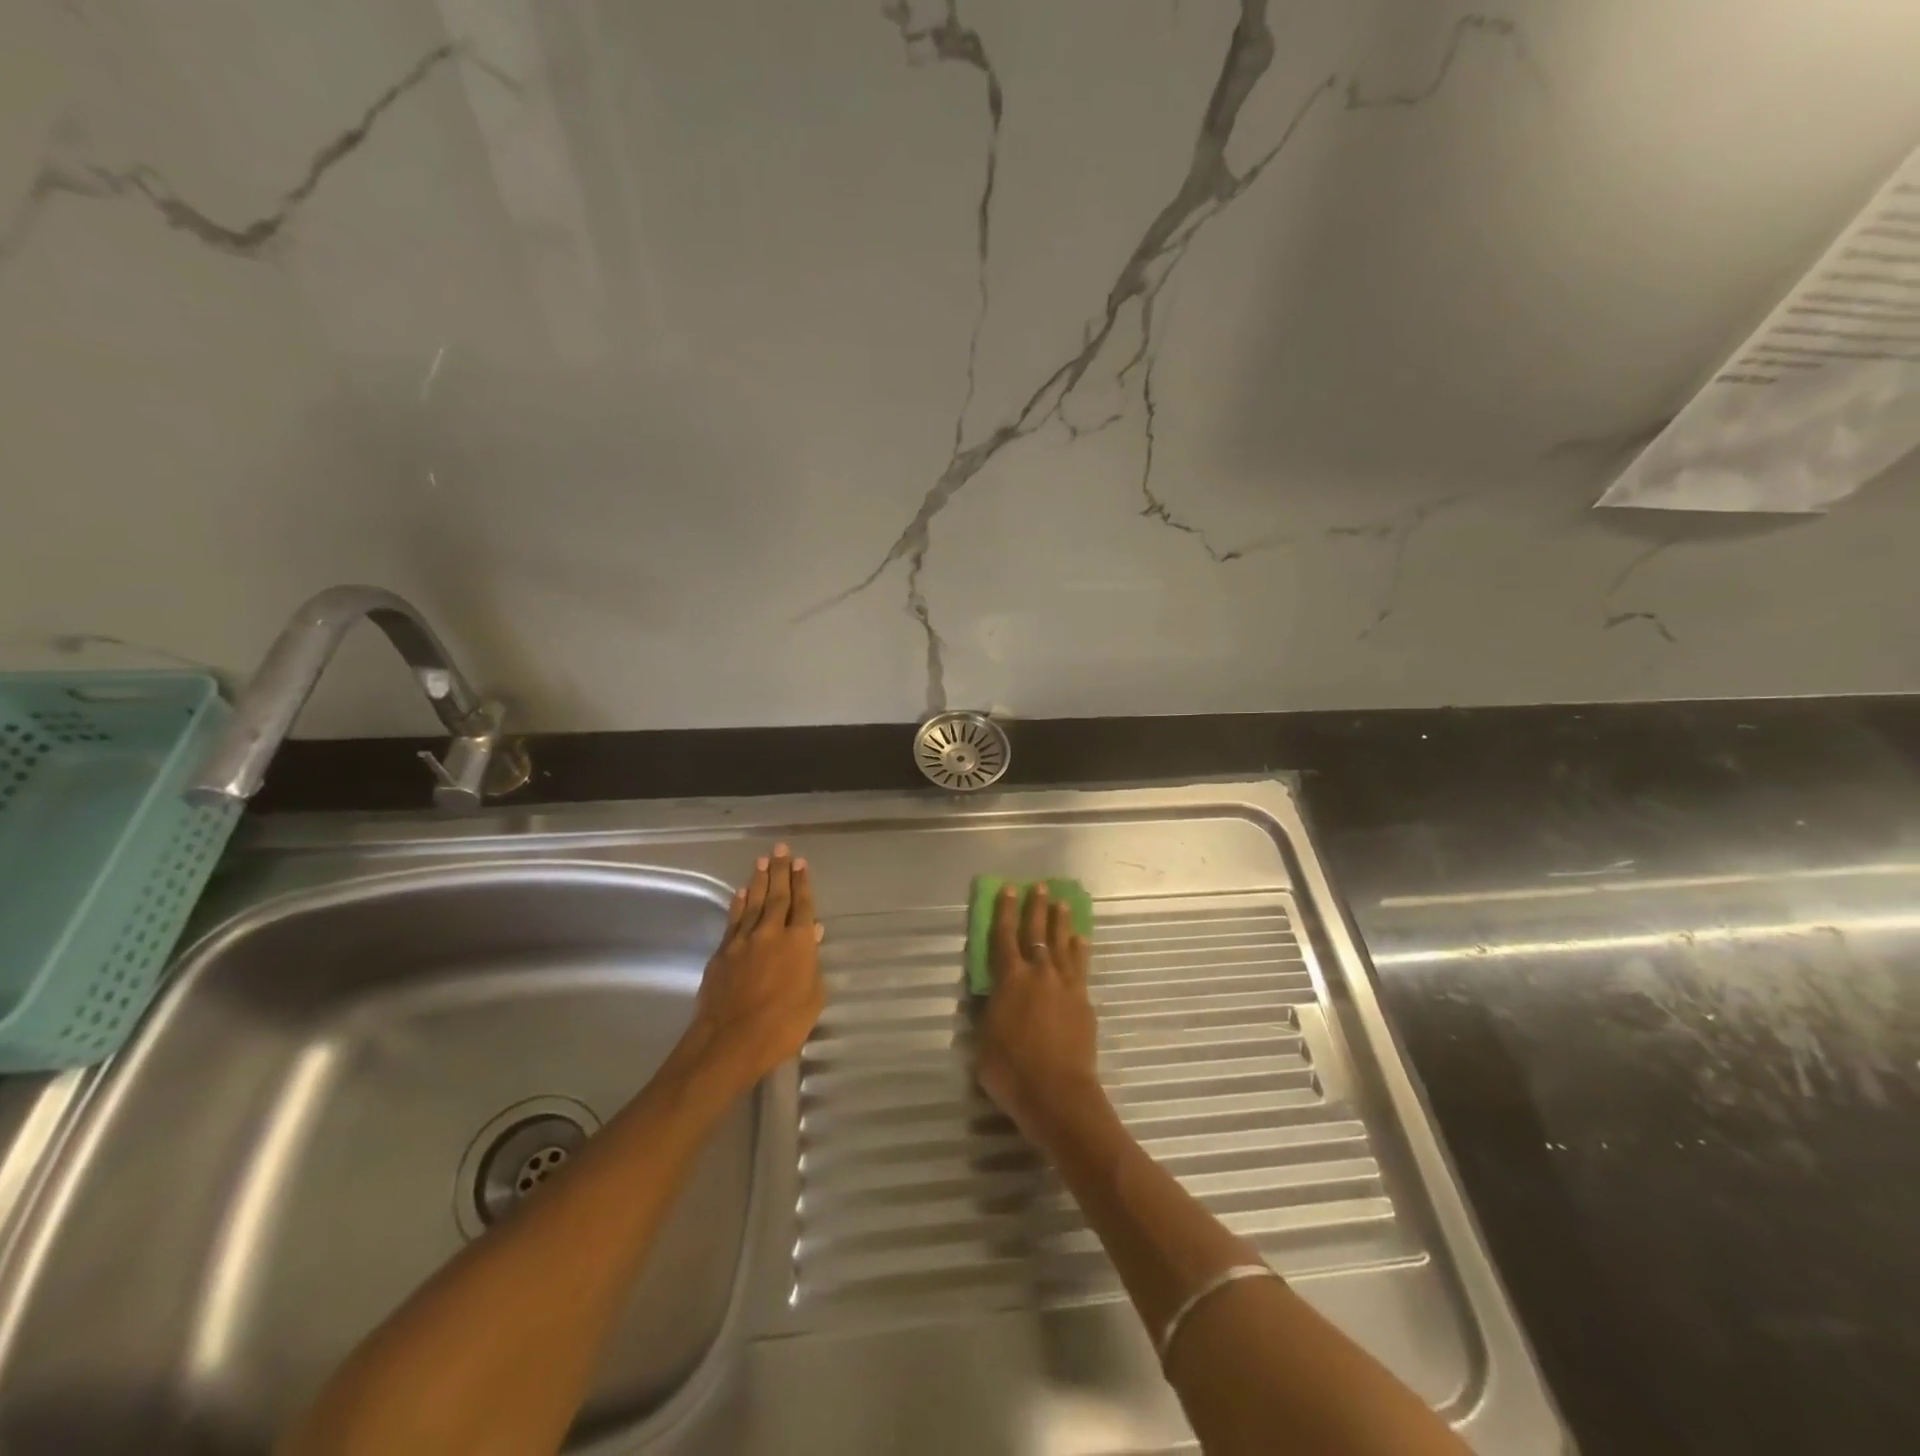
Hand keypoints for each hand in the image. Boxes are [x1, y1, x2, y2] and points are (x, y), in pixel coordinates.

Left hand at [687, 843, 825, 1091]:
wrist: (731, 1041)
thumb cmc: (783, 1025)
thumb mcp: (813, 997)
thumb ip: (812, 963)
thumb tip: (812, 934)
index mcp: (798, 942)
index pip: (803, 904)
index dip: (803, 883)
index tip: (801, 863)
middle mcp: (771, 933)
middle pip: (777, 895)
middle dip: (781, 871)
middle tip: (781, 849)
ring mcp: (743, 941)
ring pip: (754, 903)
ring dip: (759, 881)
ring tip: (762, 861)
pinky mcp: (722, 953)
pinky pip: (733, 920)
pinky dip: (738, 904)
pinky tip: (741, 893)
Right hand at [976, 883, 1108, 1148]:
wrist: (1058, 1094)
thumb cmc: (1011, 1071)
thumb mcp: (985, 1040)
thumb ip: (991, 1010)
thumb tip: (995, 994)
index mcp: (1010, 980)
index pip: (1005, 936)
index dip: (1005, 911)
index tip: (1009, 889)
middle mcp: (1039, 974)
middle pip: (1038, 932)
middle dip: (1036, 907)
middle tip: (1040, 886)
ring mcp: (1065, 986)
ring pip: (1063, 945)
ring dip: (1061, 923)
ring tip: (1062, 904)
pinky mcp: (1083, 1002)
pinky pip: (1081, 967)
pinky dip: (1080, 950)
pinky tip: (1081, 941)